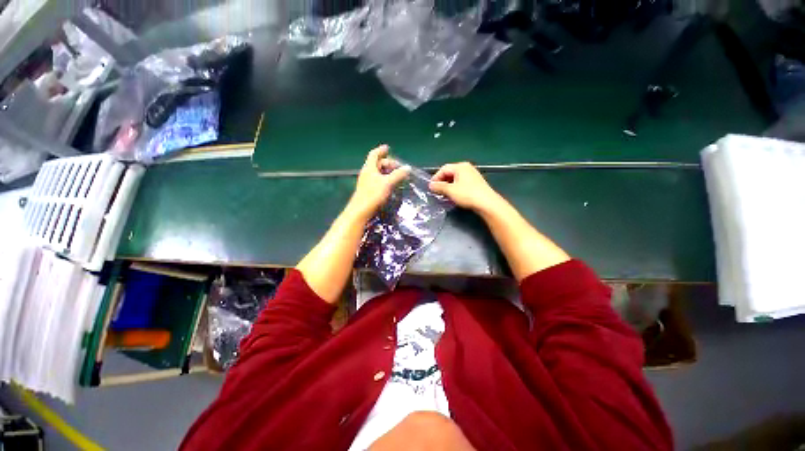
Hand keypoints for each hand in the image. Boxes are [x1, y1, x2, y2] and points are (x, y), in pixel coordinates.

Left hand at [350, 145, 409, 218]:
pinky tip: (391, 185)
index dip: (381, 150)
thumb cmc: (373, 194)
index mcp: (369, 168)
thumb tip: (407, 168)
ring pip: (378, 173)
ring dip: (388, 173)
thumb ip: (398, 175)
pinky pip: (378, 181)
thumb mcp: (388, 183)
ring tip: (397, 176)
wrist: (361, 211)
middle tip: (399, 167)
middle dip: (388, 163)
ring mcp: (367, 182)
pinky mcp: (369, 190)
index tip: (387, 148)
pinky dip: (385, 180)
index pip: (374, 154)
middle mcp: (367, 173)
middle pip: (377, 164)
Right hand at [429, 162, 501, 211]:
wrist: (486, 203)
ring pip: (455, 179)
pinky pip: (461, 183)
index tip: (431, 187)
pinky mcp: (476, 183)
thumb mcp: (450, 191)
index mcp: (460, 166)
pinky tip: (453, 196)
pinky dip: (455, 188)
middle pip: (450, 173)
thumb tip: (431, 185)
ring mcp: (472, 175)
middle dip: (442, 182)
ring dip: (448, 186)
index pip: (443, 169)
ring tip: (444, 195)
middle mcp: (467, 168)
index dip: (435, 178)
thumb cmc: (467, 194)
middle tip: (436, 191)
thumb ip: (439, 187)